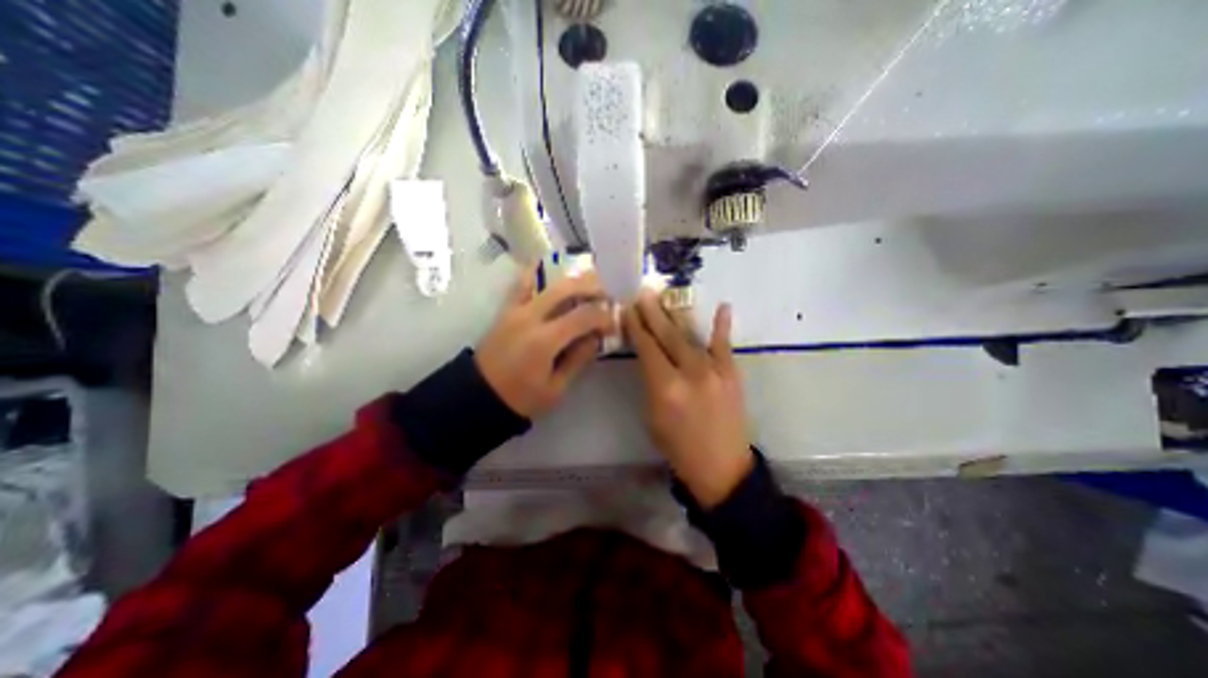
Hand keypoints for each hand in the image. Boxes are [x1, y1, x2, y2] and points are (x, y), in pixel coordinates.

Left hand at [478, 266, 617, 414]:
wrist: (478, 396)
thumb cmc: (520, 398)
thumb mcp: (556, 388)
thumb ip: (578, 359)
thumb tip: (595, 337)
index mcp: (544, 340)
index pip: (583, 316)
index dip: (603, 317)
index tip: (614, 324)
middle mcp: (530, 317)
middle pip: (567, 287)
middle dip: (592, 286)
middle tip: (608, 294)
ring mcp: (515, 309)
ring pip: (547, 280)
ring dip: (571, 278)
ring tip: (588, 283)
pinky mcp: (506, 309)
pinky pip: (523, 283)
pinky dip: (539, 274)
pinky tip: (553, 274)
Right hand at [628, 292, 751, 507]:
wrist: (721, 466)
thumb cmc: (677, 446)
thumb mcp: (652, 415)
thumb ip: (650, 382)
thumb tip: (648, 356)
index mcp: (665, 387)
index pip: (646, 348)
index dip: (635, 327)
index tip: (627, 310)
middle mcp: (689, 373)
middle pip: (666, 336)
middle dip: (652, 313)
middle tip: (643, 294)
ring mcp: (714, 370)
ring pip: (690, 336)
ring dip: (675, 315)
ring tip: (664, 297)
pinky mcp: (732, 373)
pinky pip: (724, 345)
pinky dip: (722, 325)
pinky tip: (723, 306)